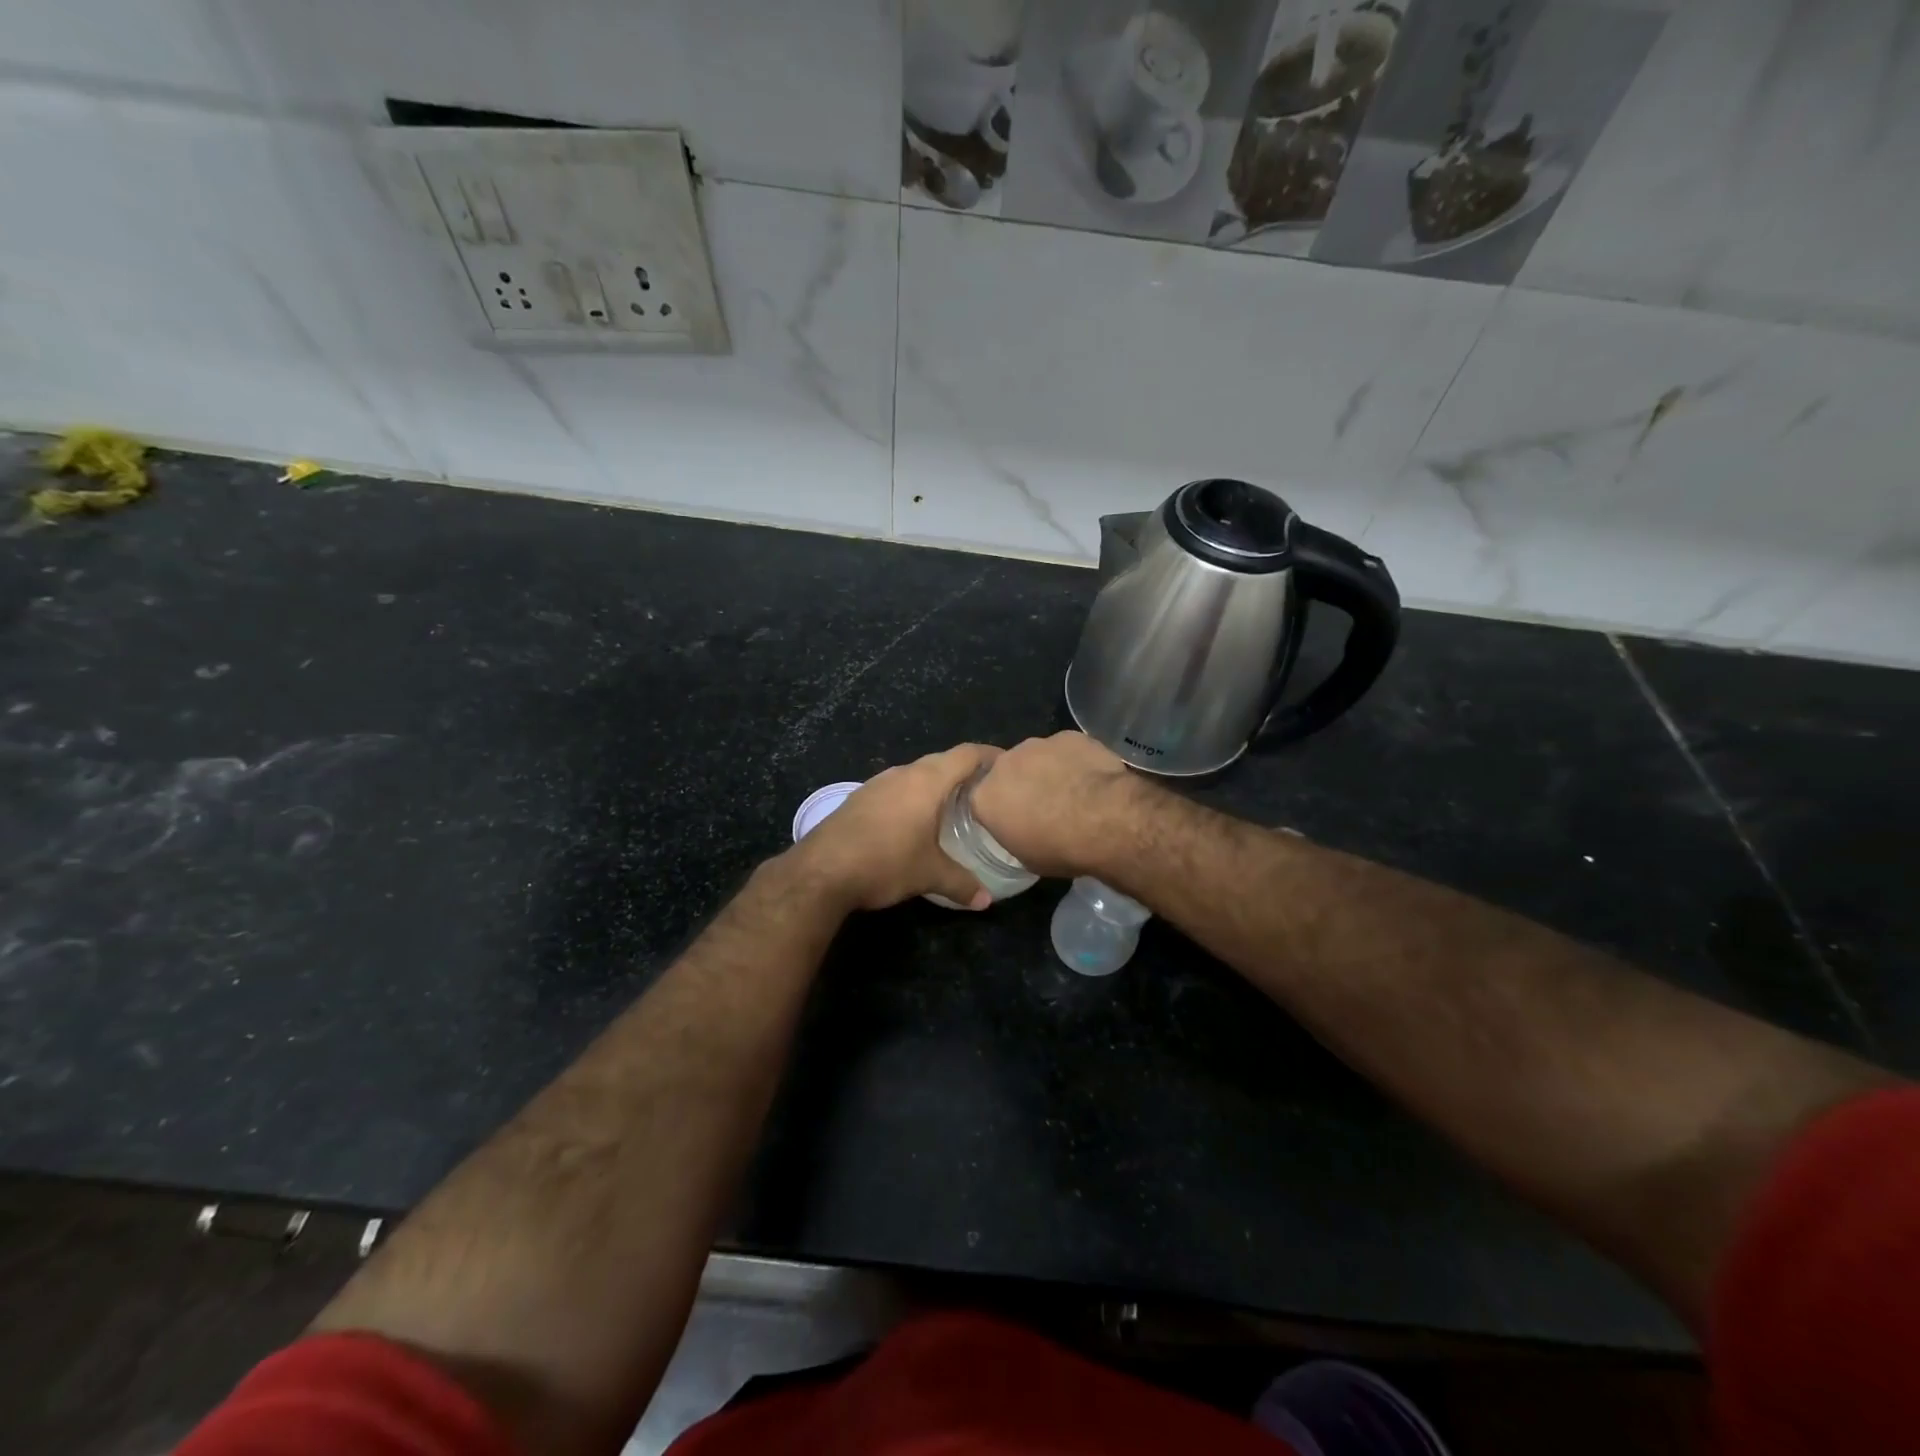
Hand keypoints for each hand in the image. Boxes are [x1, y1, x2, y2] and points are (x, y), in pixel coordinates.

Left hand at [787, 744, 1002, 911]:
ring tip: (954, 806)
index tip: (1009, 767)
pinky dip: (913, 796)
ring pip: (916, 774)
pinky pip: (896, 788)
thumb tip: (985, 900)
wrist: (820, 871)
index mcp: (927, 780)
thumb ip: (961, 883)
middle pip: (942, 761)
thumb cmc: (885, 862)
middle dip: (966, 772)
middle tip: (987, 792)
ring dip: (936, 784)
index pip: (967, 754)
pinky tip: (915, 820)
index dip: (991, 756)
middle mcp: (903, 773)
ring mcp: (877, 783)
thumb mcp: (929, 875)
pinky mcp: (859, 798)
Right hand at [969, 731, 1138, 878]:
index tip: (1016, 822)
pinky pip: (1066, 748)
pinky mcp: (1067, 735)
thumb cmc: (1061, 848)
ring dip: (1048, 770)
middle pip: (1007, 773)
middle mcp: (1003, 764)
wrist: (1105, 819)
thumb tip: (1020, 830)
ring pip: (1036, 756)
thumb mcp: (1027, 859)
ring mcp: (1036, 745)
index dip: (1001, 811)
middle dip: (1021, 785)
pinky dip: (1074, 760)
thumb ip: (1014, 836)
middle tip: (1045, 806)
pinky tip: (1092, 778)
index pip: (984, 802)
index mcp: (985, 798)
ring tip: (1073, 791)